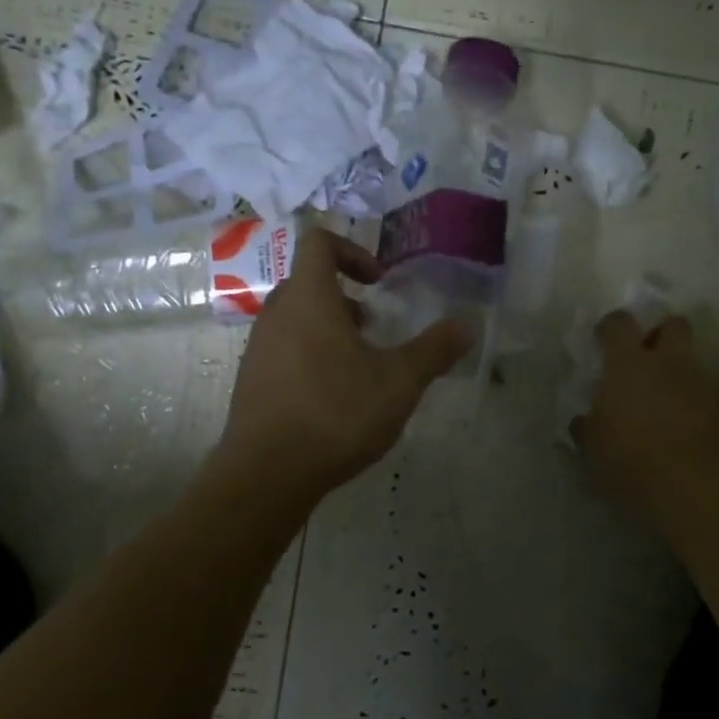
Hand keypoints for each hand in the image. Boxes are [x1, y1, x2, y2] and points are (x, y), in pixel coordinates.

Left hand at [216, 228, 470, 499]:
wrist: (268, 474)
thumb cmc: (337, 414)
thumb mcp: (399, 382)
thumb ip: (434, 350)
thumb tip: (467, 325)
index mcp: (309, 299)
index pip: (319, 243)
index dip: (352, 250)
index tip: (378, 282)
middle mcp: (276, 315)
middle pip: (307, 282)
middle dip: (344, 296)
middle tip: (374, 327)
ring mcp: (258, 349)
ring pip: (295, 319)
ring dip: (328, 328)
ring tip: (359, 367)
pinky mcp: (251, 381)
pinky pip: (283, 350)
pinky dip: (310, 356)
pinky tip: (334, 398)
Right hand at [572, 312, 718, 524]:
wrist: (684, 485)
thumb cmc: (626, 457)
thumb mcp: (591, 446)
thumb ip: (585, 427)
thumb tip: (582, 422)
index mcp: (627, 364)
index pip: (620, 323)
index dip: (611, 325)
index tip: (602, 338)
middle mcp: (665, 363)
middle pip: (674, 325)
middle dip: (661, 333)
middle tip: (645, 356)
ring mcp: (695, 383)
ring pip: (689, 360)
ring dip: (675, 371)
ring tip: (659, 397)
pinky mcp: (716, 409)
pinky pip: (700, 392)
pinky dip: (689, 400)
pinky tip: (677, 423)